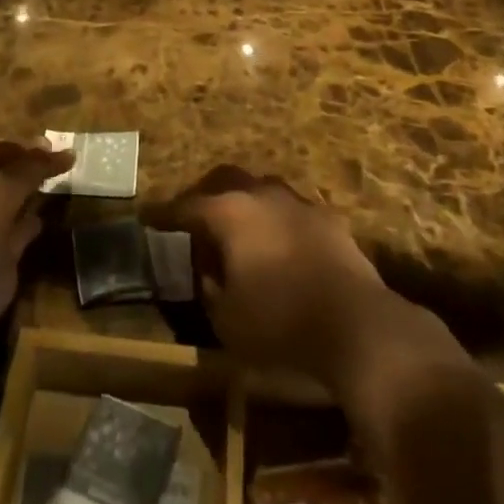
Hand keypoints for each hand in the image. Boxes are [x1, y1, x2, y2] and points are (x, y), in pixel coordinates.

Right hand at [155, 167, 400, 388]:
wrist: (355, 323)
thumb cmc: (279, 323)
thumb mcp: (226, 319)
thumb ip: (209, 288)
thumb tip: (207, 271)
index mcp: (230, 213)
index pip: (186, 206)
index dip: (164, 214)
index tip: (148, 217)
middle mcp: (262, 195)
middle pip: (226, 180)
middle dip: (206, 195)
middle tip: (194, 216)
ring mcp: (299, 202)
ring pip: (262, 190)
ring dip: (245, 204)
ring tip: (238, 229)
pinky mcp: (329, 218)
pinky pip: (292, 210)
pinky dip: (277, 221)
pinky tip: (279, 243)